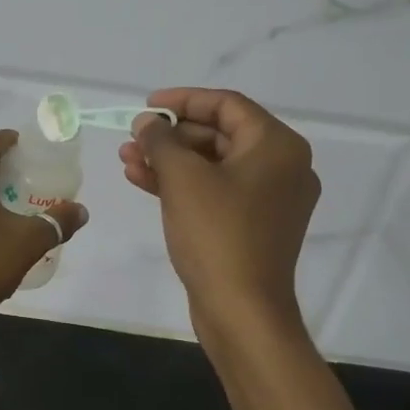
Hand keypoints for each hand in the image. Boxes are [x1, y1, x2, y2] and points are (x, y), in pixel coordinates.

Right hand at [120, 88, 318, 332]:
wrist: (242, 310)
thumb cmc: (217, 234)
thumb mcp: (183, 178)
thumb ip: (162, 140)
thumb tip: (148, 122)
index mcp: (278, 146)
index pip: (227, 105)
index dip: (183, 100)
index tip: (146, 105)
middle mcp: (282, 167)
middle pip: (220, 135)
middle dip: (171, 135)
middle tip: (133, 137)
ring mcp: (270, 200)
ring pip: (213, 166)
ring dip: (170, 160)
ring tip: (127, 159)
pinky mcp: (253, 226)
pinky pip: (216, 192)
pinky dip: (183, 186)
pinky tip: (143, 181)